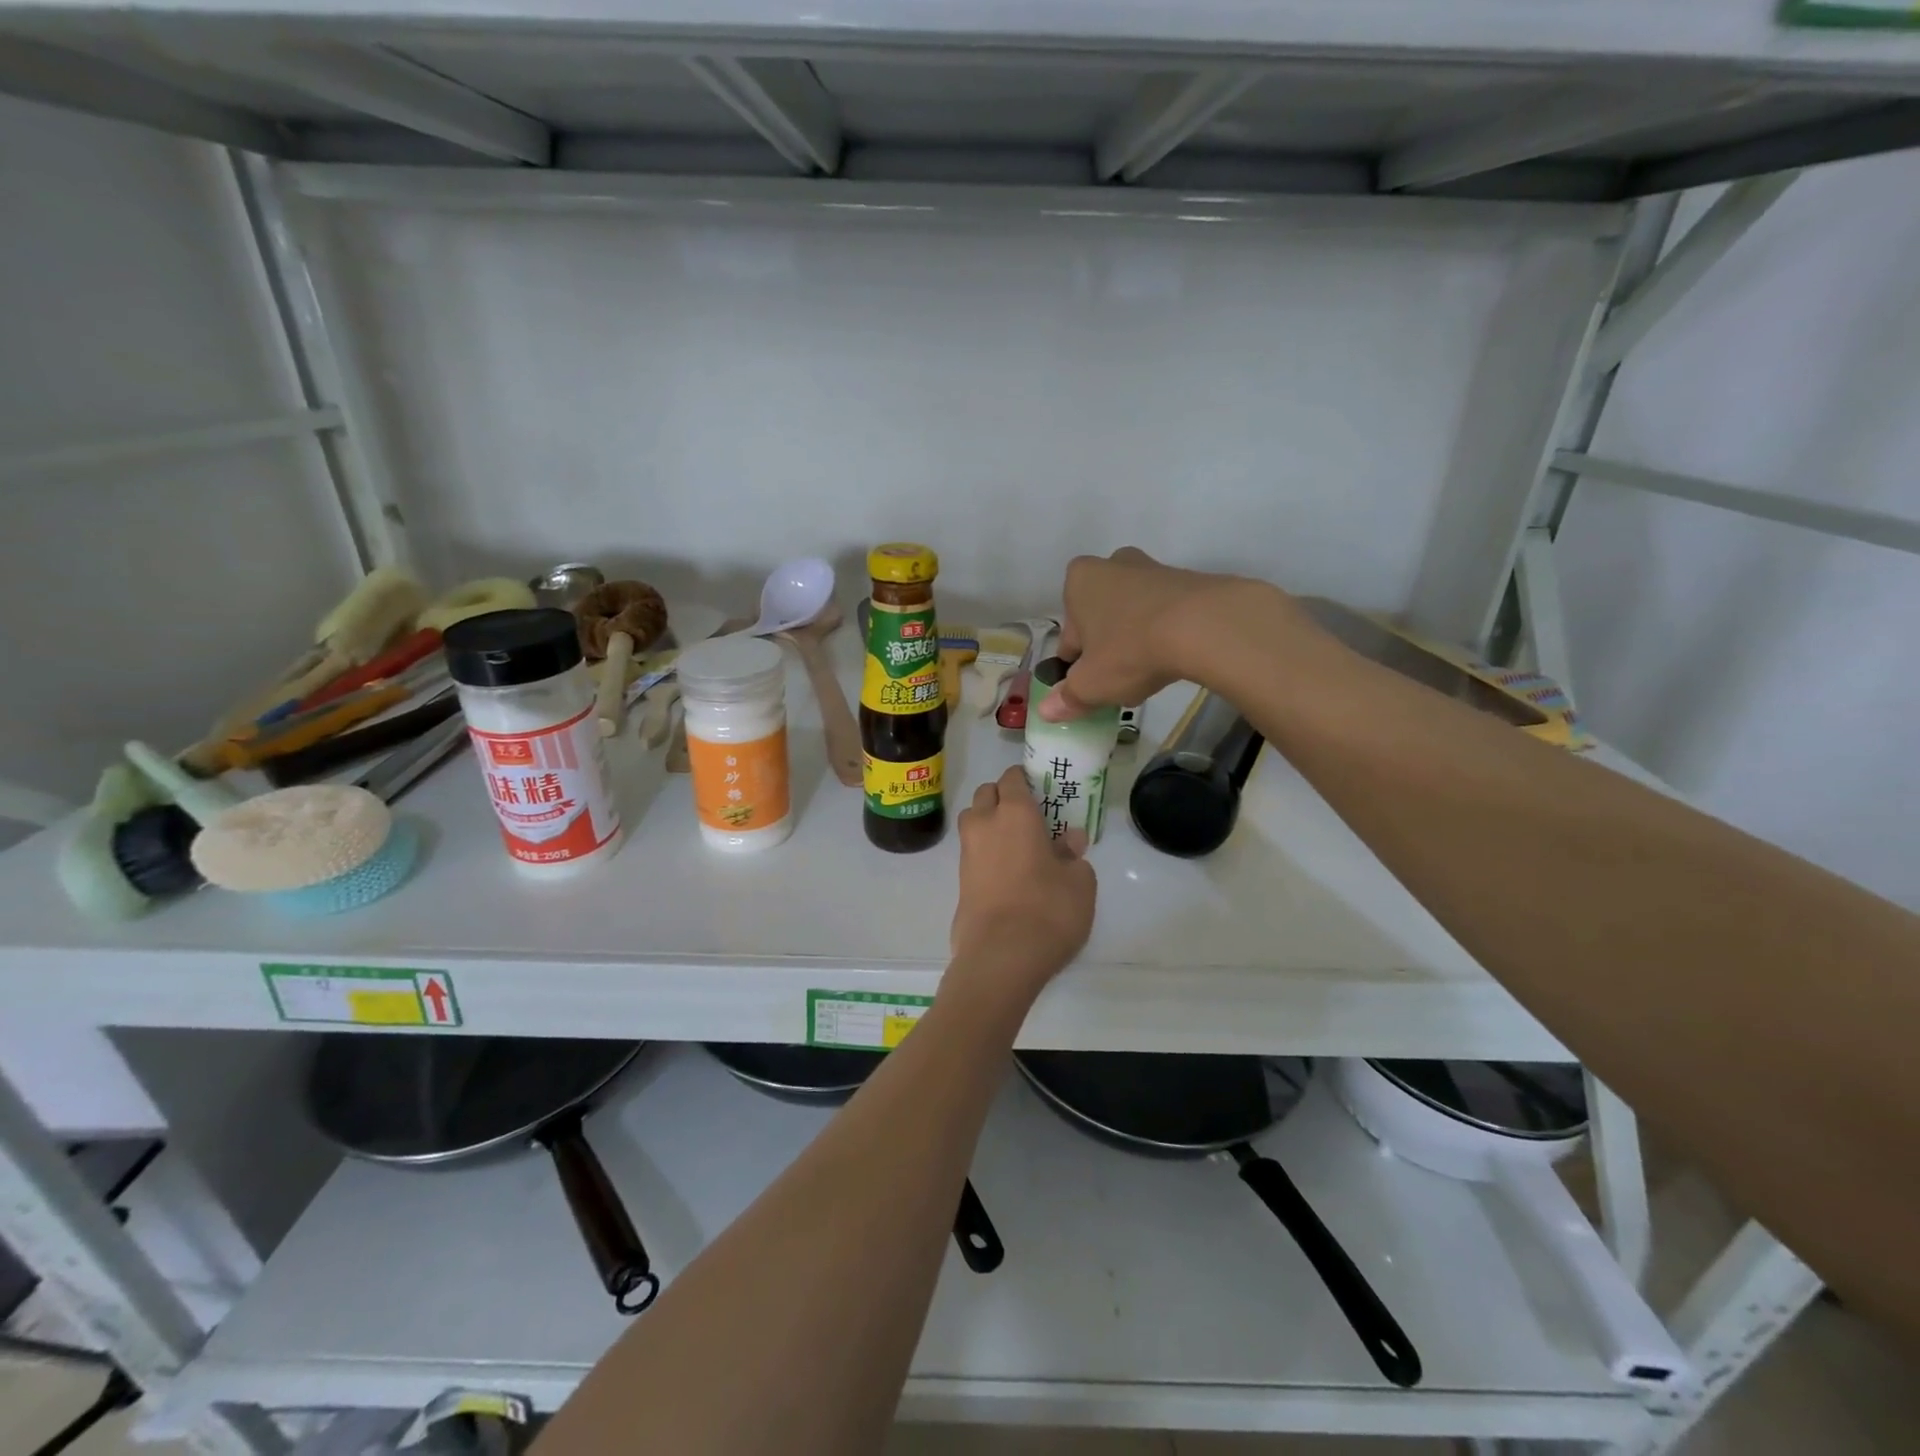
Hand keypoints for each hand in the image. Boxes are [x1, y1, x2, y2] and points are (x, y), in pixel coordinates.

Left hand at [950, 766, 1095, 995]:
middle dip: (1002, 797)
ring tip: (1015, 843)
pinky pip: (972, 853)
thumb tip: (1069, 842)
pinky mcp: (959, 882)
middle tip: (1027, 816)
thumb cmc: (1048, 910)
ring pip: (973, 821)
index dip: (1024, 779)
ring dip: (988, 823)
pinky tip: (1007, 872)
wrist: (1001, 956)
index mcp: (1015, 813)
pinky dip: (985, 853)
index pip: (1012, 779)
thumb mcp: (1079, 883)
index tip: (1039, 788)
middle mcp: (985, 824)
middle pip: (986, 795)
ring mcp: (967, 853)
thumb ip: (1073, 856)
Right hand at [1041, 548, 1266, 721]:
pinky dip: (1166, 633)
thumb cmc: (1130, 649)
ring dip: (1136, 639)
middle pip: (1102, 616)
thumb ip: (1068, 697)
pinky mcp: (1190, 580)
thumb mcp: (1091, 684)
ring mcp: (1154, 569)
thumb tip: (1048, 711)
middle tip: (1117, 676)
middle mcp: (1114, 564)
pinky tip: (1174, 659)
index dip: (1076, 662)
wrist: (1205, 626)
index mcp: (1080, 580)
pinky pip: (1167, 613)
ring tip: (1149, 671)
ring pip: (1134, 613)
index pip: (1069, 630)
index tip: (1089, 683)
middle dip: (1106, 644)